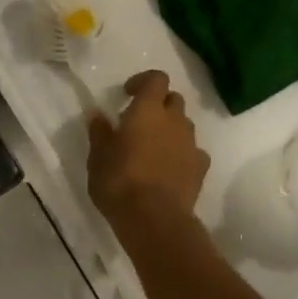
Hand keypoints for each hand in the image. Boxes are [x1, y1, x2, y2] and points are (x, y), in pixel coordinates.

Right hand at [87, 70, 209, 220]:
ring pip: (185, 125)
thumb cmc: (120, 182)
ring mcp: (191, 144)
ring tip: (153, 148)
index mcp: (148, 110)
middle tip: (140, 122)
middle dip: (159, 105)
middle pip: (173, 99)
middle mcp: (175, 120)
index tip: (128, 94)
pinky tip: (169, 169)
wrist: (155, 220)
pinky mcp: (201, 168)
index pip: (157, 78)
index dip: (143, 81)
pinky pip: (193, 152)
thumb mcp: (98, 157)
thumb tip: (96, 114)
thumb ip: (99, 132)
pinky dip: (182, 154)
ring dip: (171, 129)